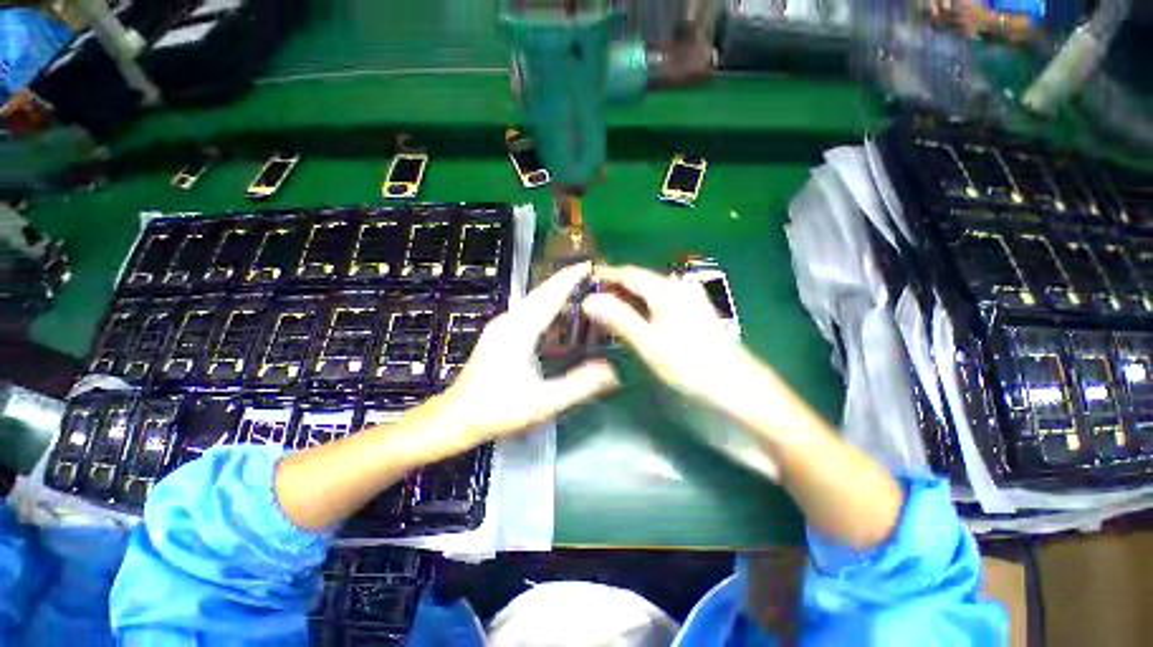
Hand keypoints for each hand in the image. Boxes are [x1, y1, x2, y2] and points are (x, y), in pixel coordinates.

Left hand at [425, 262, 619, 451]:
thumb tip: (612, 372)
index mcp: (519, 330)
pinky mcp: (501, 333)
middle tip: (594, 277)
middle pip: (542, 292)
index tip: (591, 264)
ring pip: (535, 301)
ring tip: (582, 291)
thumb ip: (579, 386)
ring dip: (557, 293)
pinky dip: (548, 307)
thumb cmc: (497, 409)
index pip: (550, 294)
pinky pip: (529, 312)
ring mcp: (502, 325)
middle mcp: (509, 320)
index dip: (571, 277)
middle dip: (567, 281)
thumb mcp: (542, 402)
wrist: (456, 417)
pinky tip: (560, 316)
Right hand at [582, 265, 755, 406]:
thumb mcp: (648, 342)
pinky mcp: (692, 311)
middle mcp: (677, 287)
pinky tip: (632, 319)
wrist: (734, 383)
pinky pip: (659, 301)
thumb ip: (619, 318)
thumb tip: (589, 300)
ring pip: (649, 291)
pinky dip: (642, 307)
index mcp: (666, 290)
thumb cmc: (688, 363)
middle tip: (590, 301)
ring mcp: (688, 298)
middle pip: (639, 280)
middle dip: (614, 288)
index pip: (628, 273)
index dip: (605, 275)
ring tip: (605, 310)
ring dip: (627, 298)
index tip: (583, 281)